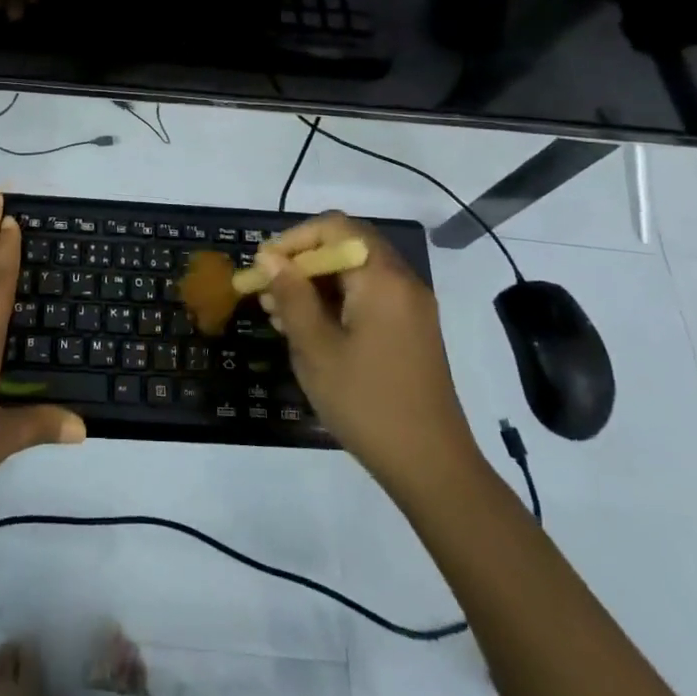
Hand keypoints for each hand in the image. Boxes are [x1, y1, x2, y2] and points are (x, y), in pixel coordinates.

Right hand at [255, 213, 480, 493]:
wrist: (432, 467)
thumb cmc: (367, 403)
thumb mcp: (316, 349)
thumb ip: (291, 296)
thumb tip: (269, 257)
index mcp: (382, 278)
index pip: (334, 227)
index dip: (294, 239)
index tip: (264, 267)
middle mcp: (402, 281)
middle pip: (346, 245)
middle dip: (302, 262)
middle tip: (267, 290)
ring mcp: (410, 306)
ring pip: (355, 272)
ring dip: (315, 283)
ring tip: (278, 313)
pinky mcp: (411, 330)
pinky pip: (368, 296)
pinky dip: (335, 302)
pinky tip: (307, 330)